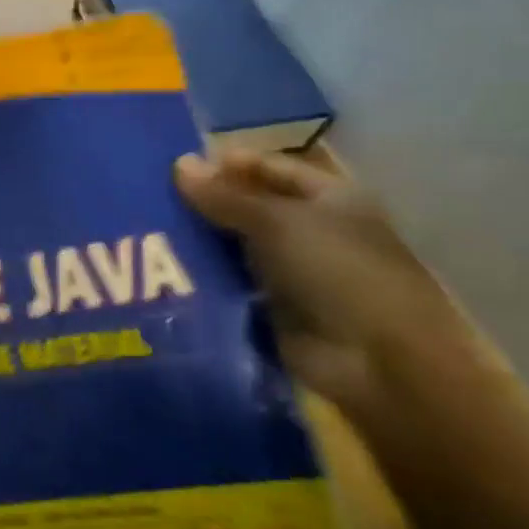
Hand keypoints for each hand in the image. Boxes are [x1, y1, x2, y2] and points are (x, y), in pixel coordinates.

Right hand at [174, 149, 472, 427]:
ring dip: (201, 240)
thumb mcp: (277, 222)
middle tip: (152, 198)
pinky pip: (232, 282)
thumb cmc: (338, 272)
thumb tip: (179, 163)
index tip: (177, 167)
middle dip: (207, 203)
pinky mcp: (276, 308)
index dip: (228, 164)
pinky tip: (166, 269)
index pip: (270, 167)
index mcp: (331, 198)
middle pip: (250, 206)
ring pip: (237, 245)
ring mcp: (295, 271)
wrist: (378, 365)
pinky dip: (205, 276)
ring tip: (150, 231)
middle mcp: (314, 230)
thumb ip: (225, 195)